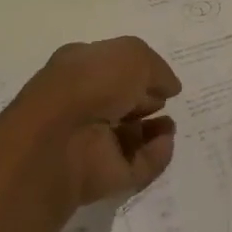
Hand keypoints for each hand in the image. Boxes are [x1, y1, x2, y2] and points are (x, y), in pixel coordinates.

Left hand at [6, 38, 180, 207]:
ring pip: (128, 137)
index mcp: (79, 69)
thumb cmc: (92, 83)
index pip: (111, 68)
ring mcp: (90, 142)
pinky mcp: (102, 176)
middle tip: (164, 100)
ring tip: (169, 125)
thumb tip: (169, 87)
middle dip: (147, 101)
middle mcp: (82, 104)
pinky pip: (136, 166)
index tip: (161, 78)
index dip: (138, 71)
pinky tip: (165, 141)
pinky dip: (155, 156)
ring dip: (154, 131)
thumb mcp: (132, 55)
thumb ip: (157, 69)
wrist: (61, 140)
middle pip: (120, 102)